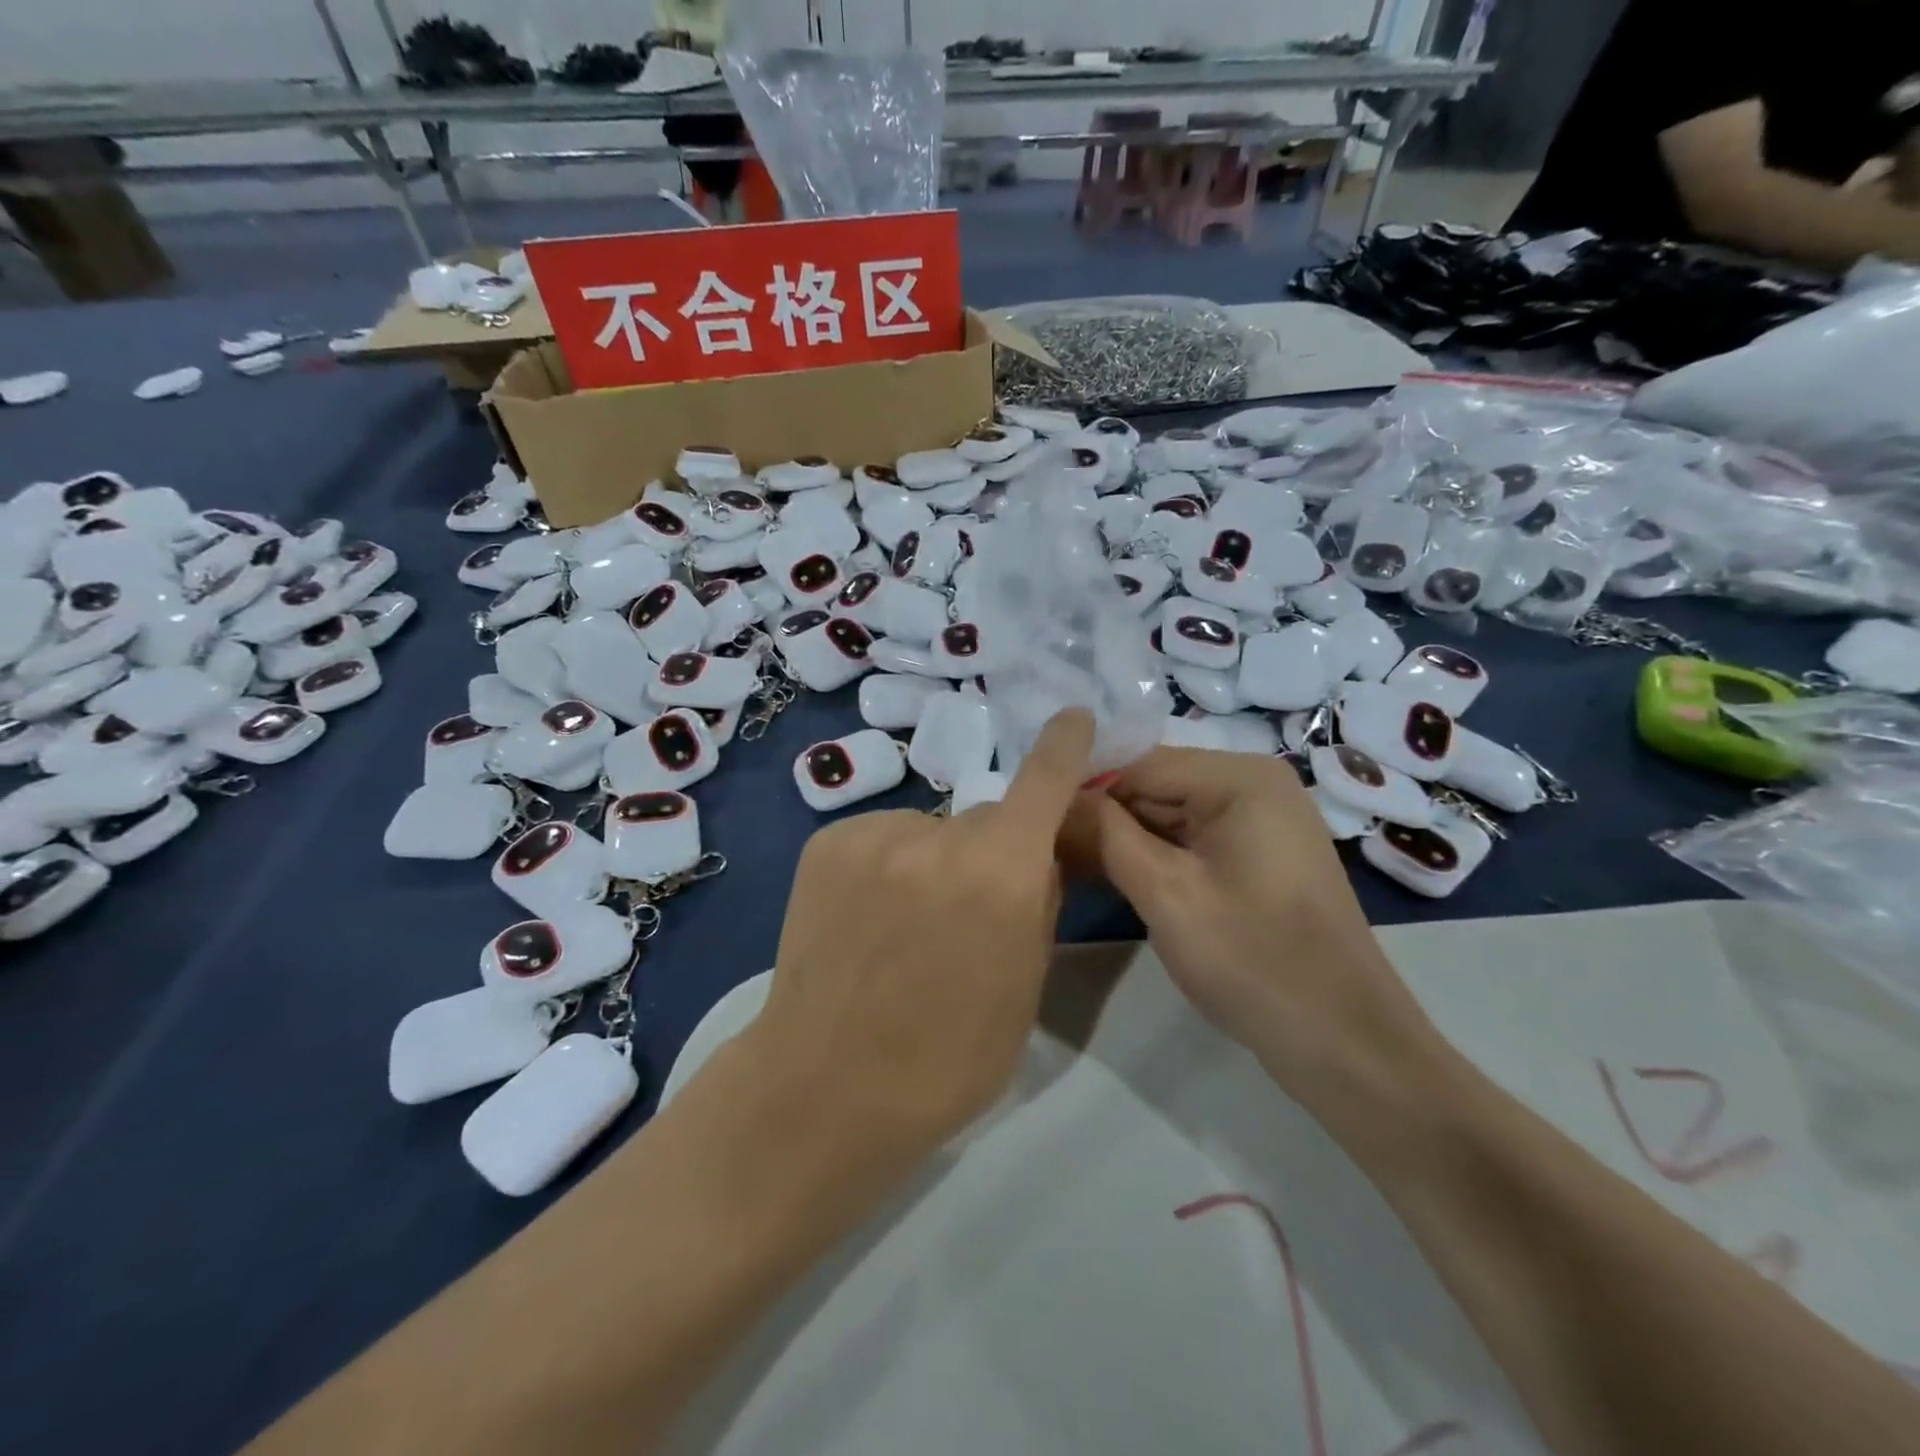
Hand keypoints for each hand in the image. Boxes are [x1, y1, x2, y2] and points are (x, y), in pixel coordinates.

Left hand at [748, 710, 1094, 1165]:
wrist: (825, 1087)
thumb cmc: (946, 1058)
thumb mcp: (1024, 987)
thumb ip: (1037, 902)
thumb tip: (1037, 853)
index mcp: (1000, 874)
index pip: (1043, 783)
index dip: (1063, 747)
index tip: (1073, 717)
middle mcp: (938, 836)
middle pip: (984, 822)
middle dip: (989, 853)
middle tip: (965, 914)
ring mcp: (874, 834)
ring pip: (930, 831)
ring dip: (933, 861)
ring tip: (902, 928)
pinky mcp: (827, 842)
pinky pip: (882, 837)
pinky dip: (888, 864)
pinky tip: (866, 918)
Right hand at [1067, 749, 1442, 1107]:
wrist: (1346, 1045)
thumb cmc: (1254, 962)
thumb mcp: (1166, 894)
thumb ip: (1106, 835)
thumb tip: (1055, 798)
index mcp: (1239, 777)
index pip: (1137, 763)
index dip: (1082, 791)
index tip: (1032, 822)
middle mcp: (1252, 785)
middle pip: (1152, 786)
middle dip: (1099, 817)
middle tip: (1041, 850)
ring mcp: (1257, 821)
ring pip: (1165, 815)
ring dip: (1119, 841)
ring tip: (1061, 866)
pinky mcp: (1255, 856)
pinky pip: (1188, 842)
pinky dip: (1149, 858)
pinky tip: (1105, 878)